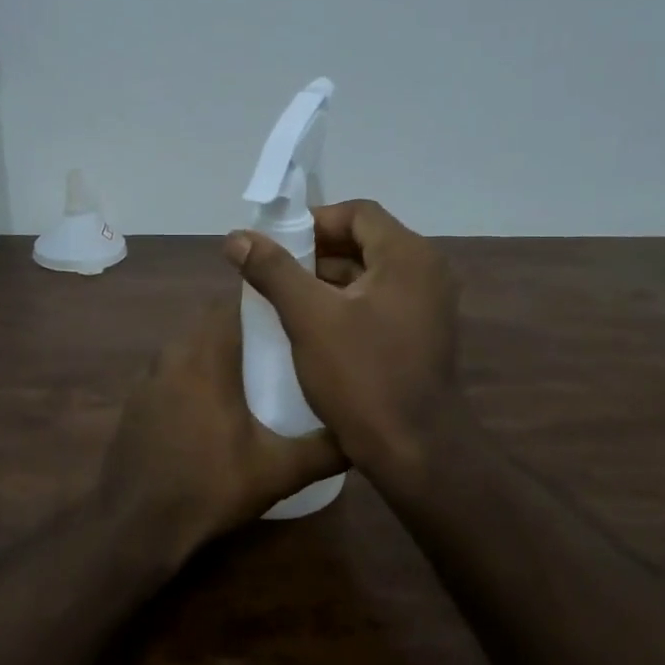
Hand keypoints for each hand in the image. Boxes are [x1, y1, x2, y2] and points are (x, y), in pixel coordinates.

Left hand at [99, 298, 344, 553]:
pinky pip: (171, 371)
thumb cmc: (209, 488)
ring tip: (252, 373)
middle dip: (244, 327)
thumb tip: (364, 434)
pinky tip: (212, 407)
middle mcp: (172, 356)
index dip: (263, 302)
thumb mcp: (278, 472)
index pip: (232, 304)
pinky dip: (193, 375)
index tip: (292, 312)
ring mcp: (147, 379)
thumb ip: (326, 450)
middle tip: (281, 345)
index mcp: (206, 358)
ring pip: (188, 346)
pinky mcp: (135, 402)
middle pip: (210, 322)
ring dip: (216, 351)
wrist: (136, 525)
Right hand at [223, 199, 461, 493]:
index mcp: (408, 256)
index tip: (275, 244)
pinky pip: (378, 302)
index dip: (312, 221)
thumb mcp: (310, 319)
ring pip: (370, 275)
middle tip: (273, 272)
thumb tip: (236, 237)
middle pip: (364, 241)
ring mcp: (428, 306)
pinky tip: (312, 327)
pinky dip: (345, 304)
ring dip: (327, 280)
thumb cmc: (363, 377)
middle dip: (315, 252)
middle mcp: (426, 272)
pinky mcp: (421, 335)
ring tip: (284, 299)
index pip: (357, 213)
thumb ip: (273, 271)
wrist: (415, 451)